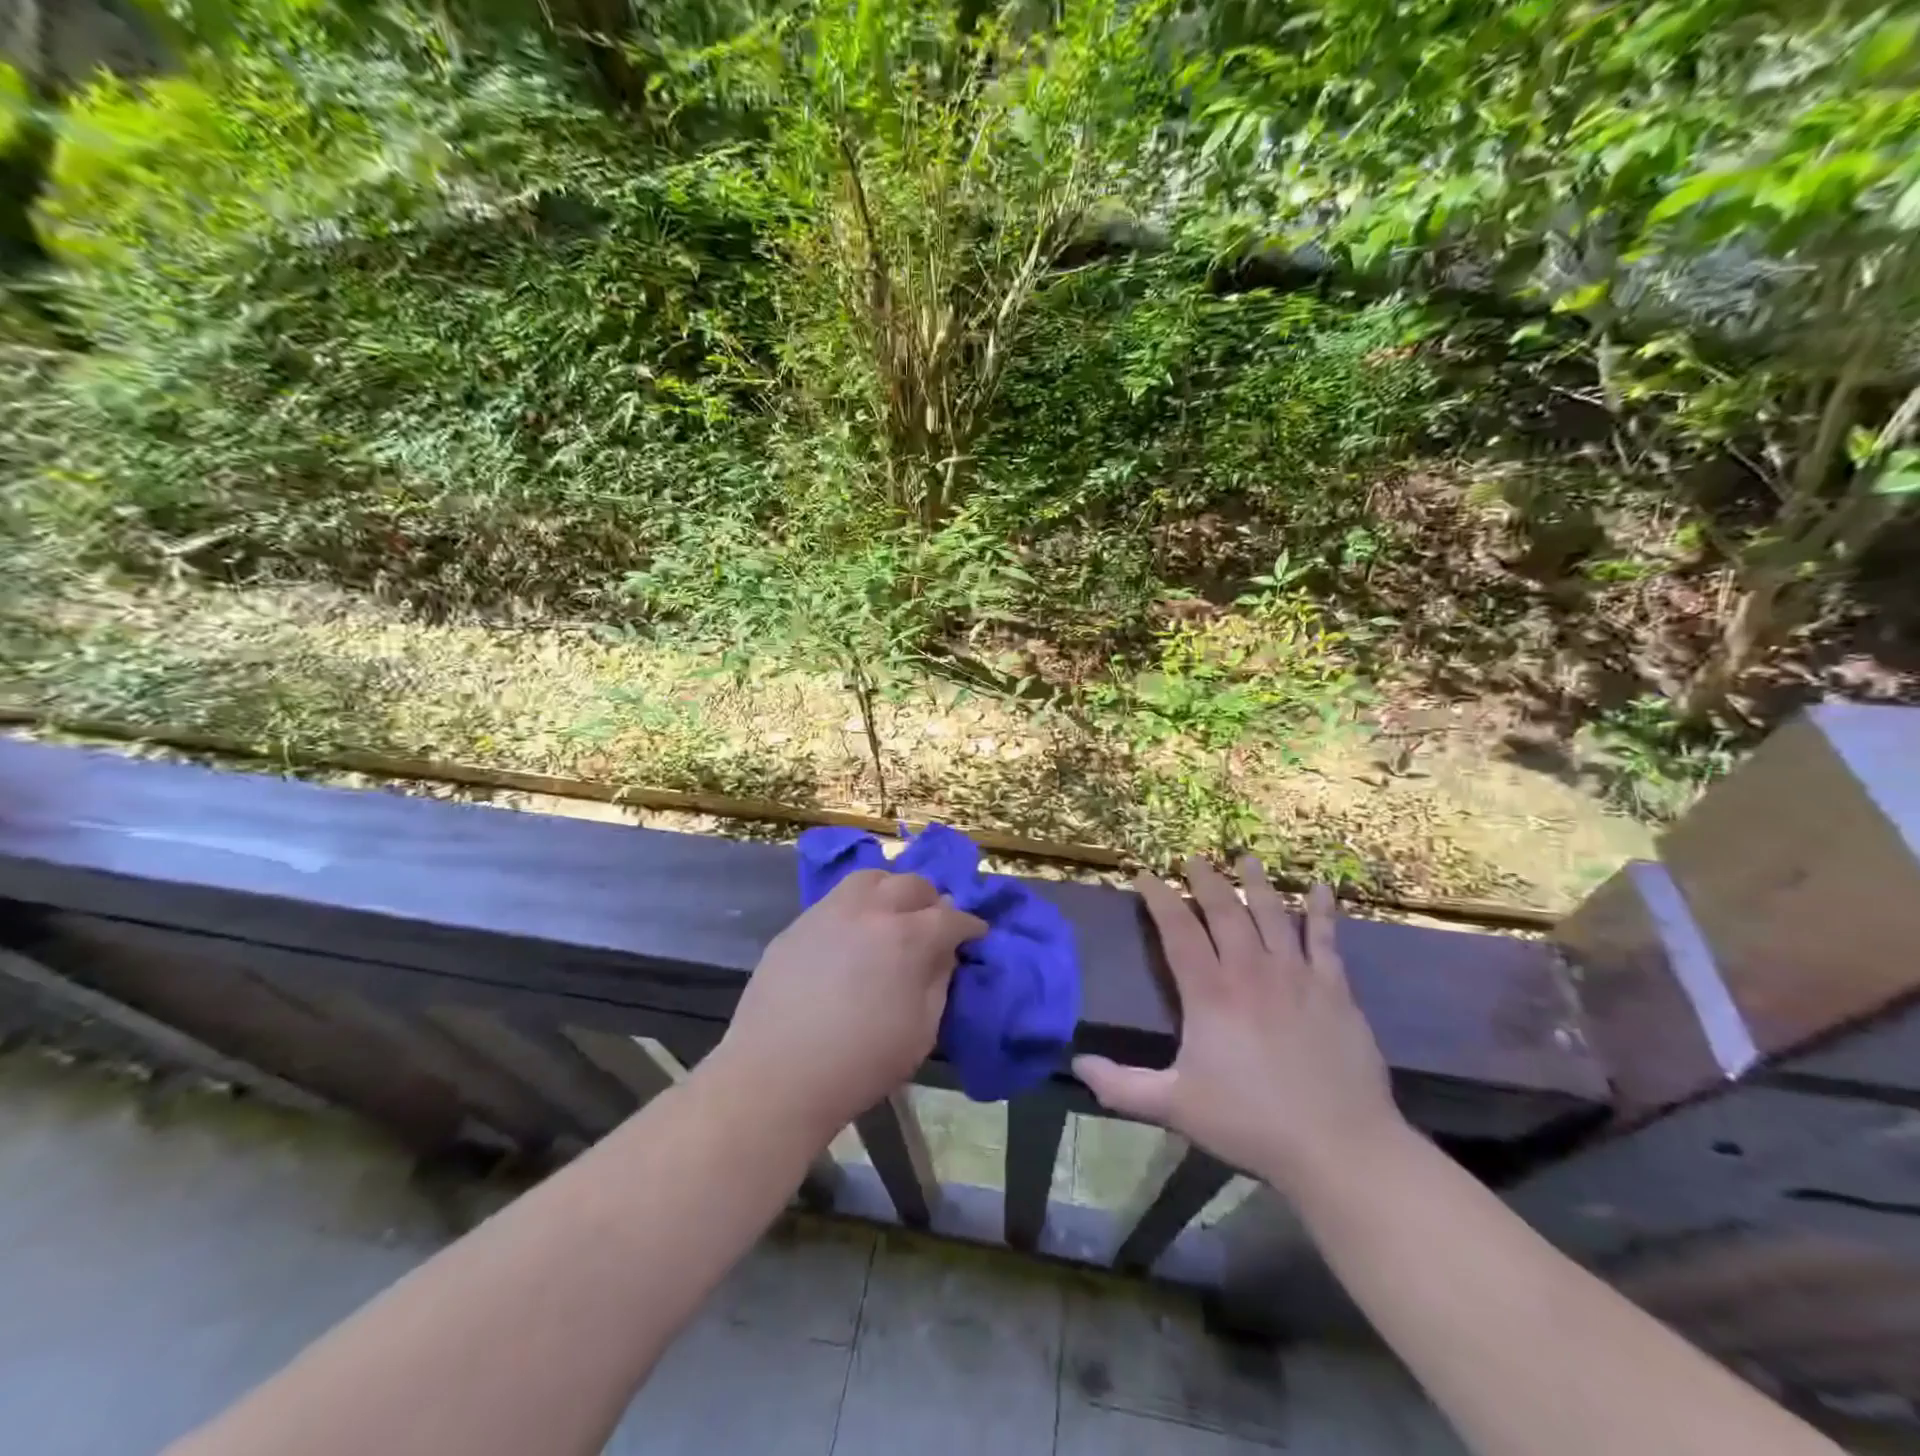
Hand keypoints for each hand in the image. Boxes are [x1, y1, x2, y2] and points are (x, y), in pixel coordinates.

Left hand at [704, 869, 986, 1142]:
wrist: (776, 1076)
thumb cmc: (860, 1063)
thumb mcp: (921, 1031)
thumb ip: (938, 982)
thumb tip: (944, 952)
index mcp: (907, 937)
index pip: (950, 917)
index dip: (969, 925)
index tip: (976, 934)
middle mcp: (870, 911)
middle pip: (912, 885)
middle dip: (932, 901)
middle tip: (936, 923)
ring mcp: (829, 912)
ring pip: (870, 879)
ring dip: (891, 890)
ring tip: (893, 914)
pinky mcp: (798, 924)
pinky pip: (836, 899)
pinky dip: (856, 905)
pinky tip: (853, 933)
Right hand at [1073, 856, 1405, 1197]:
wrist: (1339, 1146)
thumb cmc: (1251, 1122)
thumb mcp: (1175, 1106)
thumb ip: (1121, 1085)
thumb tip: (1075, 1064)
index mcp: (1209, 992)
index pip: (1177, 929)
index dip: (1159, 898)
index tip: (1145, 875)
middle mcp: (1250, 970)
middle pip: (1224, 911)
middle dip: (1205, 880)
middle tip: (1194, 858)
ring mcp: (1296, 975)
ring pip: (1272, 914)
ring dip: (1256, 884)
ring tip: (1245, 858)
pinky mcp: (1335, 989)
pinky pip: (1326, 939)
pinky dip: (1322, 911)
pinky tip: (1323, 888)